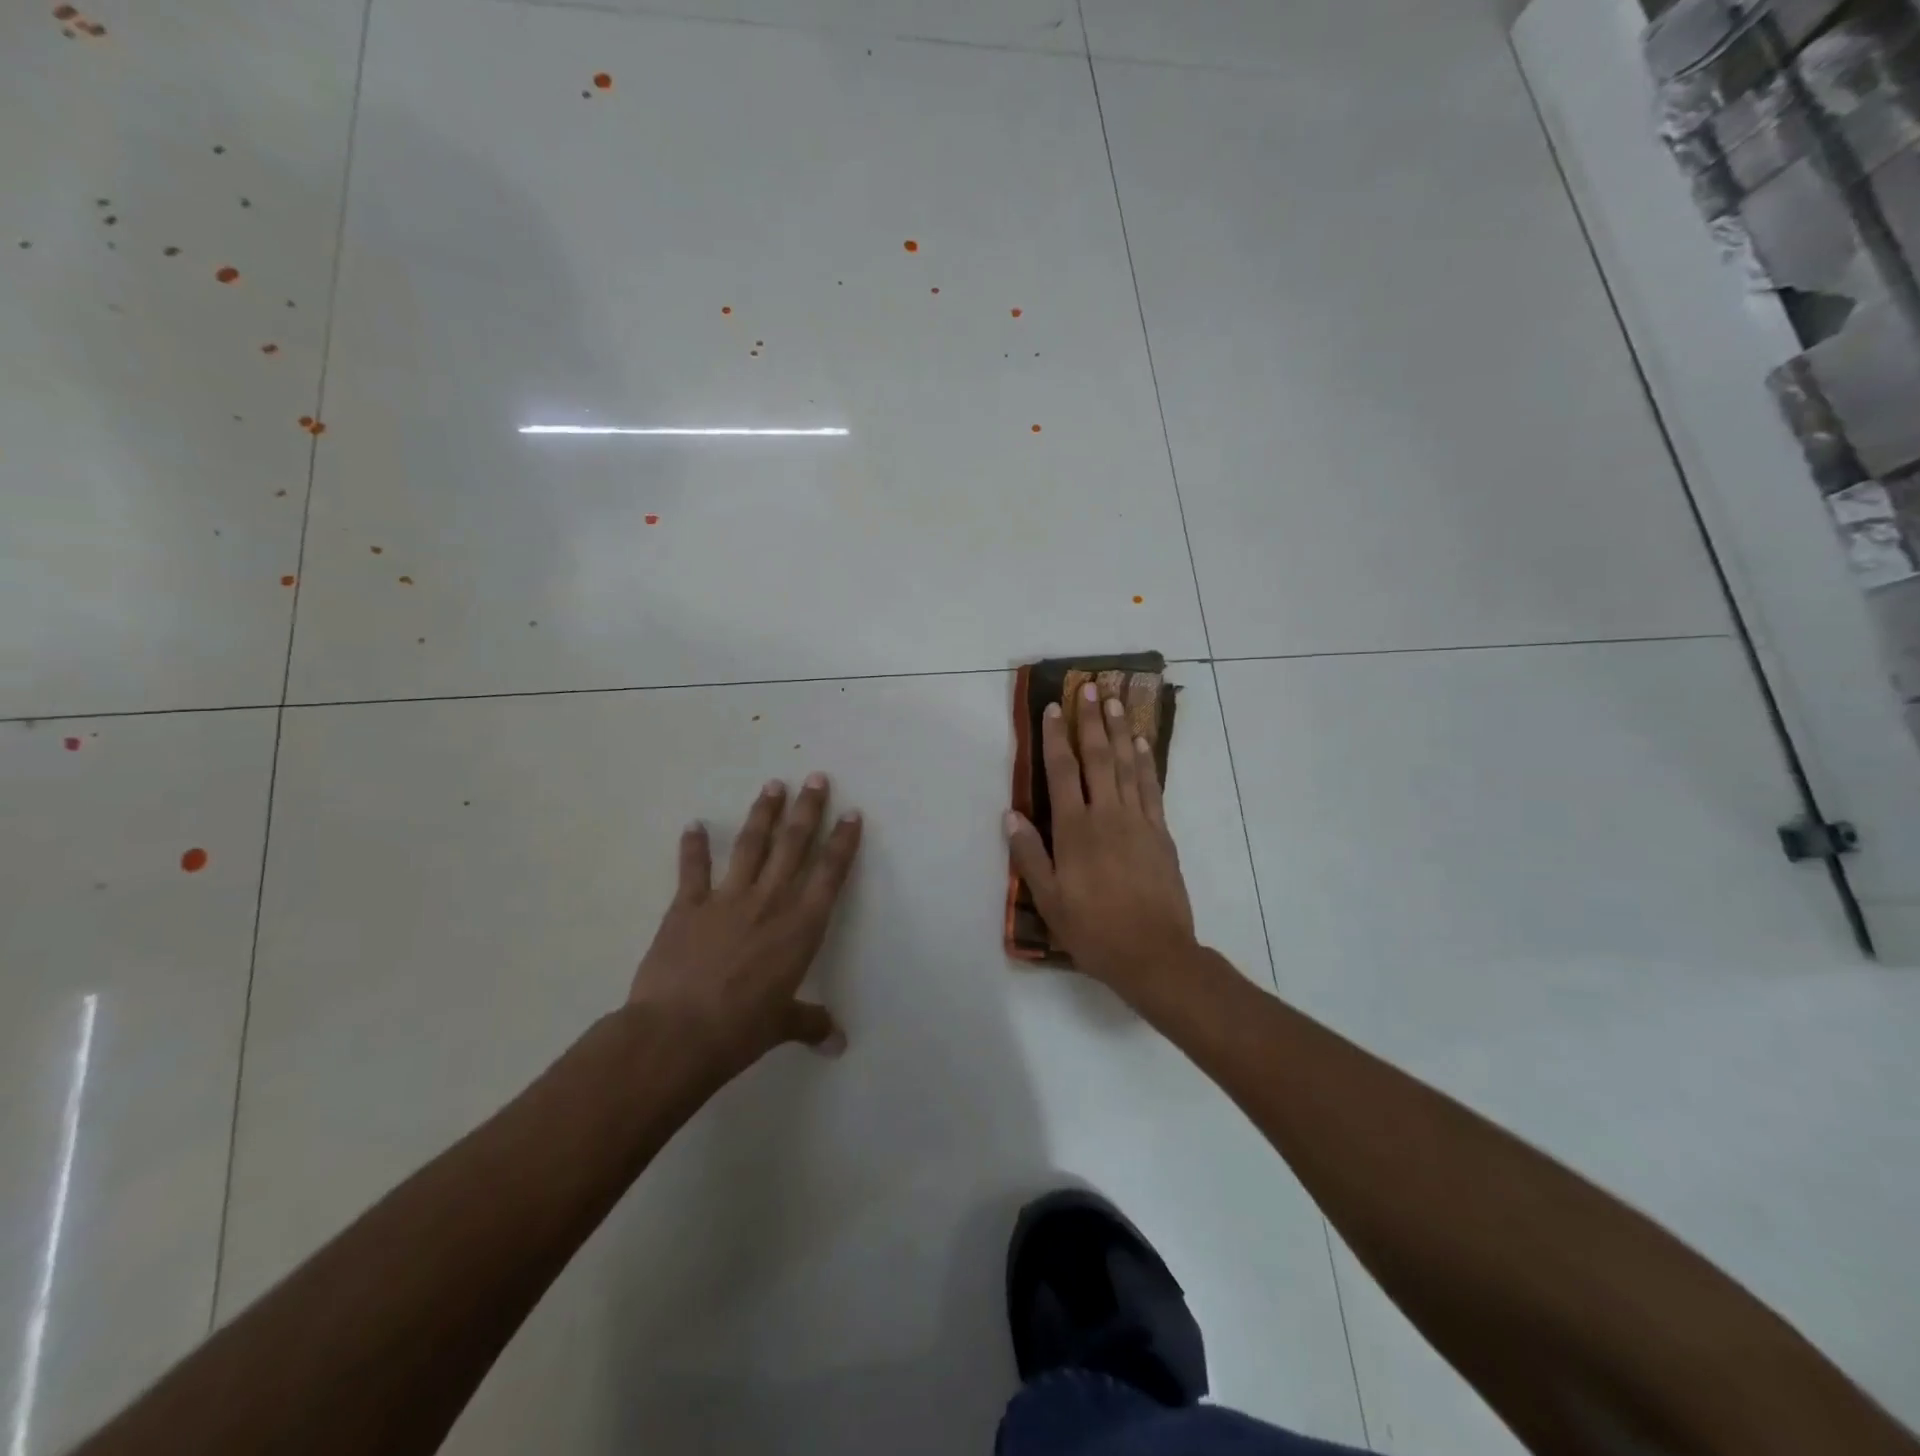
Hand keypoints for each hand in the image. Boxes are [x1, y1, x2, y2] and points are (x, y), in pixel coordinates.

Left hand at [631, 774, 862, 1081]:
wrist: (678, 1033)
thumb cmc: (741, 1030)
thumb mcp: (781, 1026)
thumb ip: (810, 1023)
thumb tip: (837, 1044)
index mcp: (801, 927)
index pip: (830, 874)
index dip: (843, 842)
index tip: (851, 813)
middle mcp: (770, 902)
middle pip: (794, 845)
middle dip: (807, 810)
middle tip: (816, 778)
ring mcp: (727, 899)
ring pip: (752, 846)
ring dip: (763, 814)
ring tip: (773, 785)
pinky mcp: (687, 906)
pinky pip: (694, 869)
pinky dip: (694, 846)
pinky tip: (695, 825)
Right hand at [1005, 681, 1197, 1006]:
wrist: (1154, 953)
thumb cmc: (1093, 930)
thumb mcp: (1049, 900)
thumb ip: (1029, 855)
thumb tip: (1011, 815)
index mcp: (1075, 830)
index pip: (1062, 772)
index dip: (1055, 738)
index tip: (1053, 709)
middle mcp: (1107, 815)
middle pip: (1097, 758)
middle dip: (1091, 722)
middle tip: (1088, 690)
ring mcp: (1138, 821)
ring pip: (1127, 766)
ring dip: (1120, 731)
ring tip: (1115, 702)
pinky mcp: (1161, 833)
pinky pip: (1152, 788)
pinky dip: (1145, 763)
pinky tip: (1141, 744)